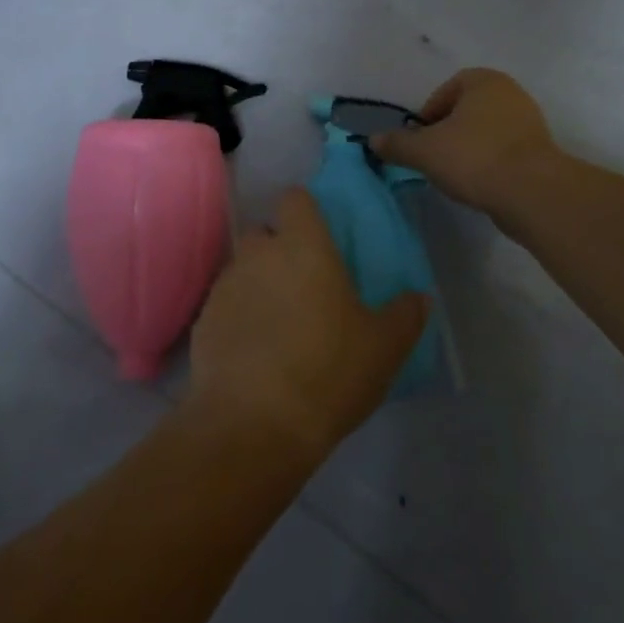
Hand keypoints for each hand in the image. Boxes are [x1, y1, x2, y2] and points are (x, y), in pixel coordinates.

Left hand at [187, 188, 425, 463]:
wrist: (253, 424)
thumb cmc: (328, 371)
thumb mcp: (384, 348)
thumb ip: (405, 315)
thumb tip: (419, 298)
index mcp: (303, 245)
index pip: (296, 199)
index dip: (306, 214)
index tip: (320, 240)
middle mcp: (259, 253)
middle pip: (265, 233)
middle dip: (280, 251)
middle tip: (304, 288)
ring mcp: (226, 285)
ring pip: (244, 269)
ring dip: (258, 285)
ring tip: (280, 326)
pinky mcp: (203, 320)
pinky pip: (225, 305)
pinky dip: (238, 318)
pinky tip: (254, 354)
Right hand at [372, 68, 560, 217]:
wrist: (532, 193)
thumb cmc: (474, 157)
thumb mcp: (424, 151)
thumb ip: (397, 144)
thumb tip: (373, 140)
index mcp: (484, 81)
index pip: (447, 89)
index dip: (429, 113)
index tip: (420, 138)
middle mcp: (510, 93)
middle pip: (467, 110)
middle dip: (448, 131)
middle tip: (433, 155)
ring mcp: (530, 122)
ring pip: (486, 131)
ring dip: (468, 148)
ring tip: (454, 173)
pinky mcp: (540, 151)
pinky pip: (504, 151)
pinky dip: (488, 163)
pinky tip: (478, 184)